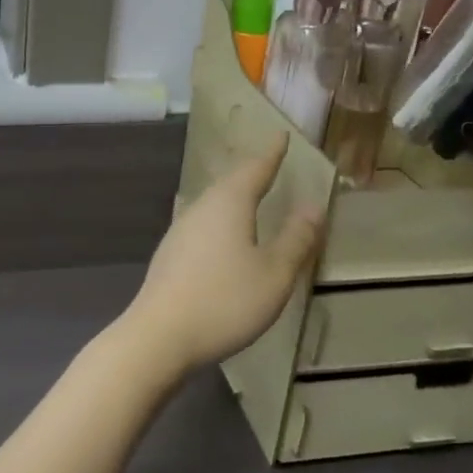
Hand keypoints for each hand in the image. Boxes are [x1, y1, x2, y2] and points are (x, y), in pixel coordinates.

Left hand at [120, 134, 323, 377]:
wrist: (159, 336)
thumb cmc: (224, 301)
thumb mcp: (273, 274)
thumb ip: (296, 240)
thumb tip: (313, 207)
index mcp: (229, 203)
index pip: (255, 169)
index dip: (271, 154)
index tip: (281, 136)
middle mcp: (201, 207)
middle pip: (230, 183)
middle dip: (251, 173)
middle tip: (269, 164)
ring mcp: (180, 230)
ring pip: (214, 204)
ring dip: (234, 197)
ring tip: (250, 196)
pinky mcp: (170, 254)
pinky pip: (203, 225)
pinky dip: (221, 221)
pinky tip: (222, 236)